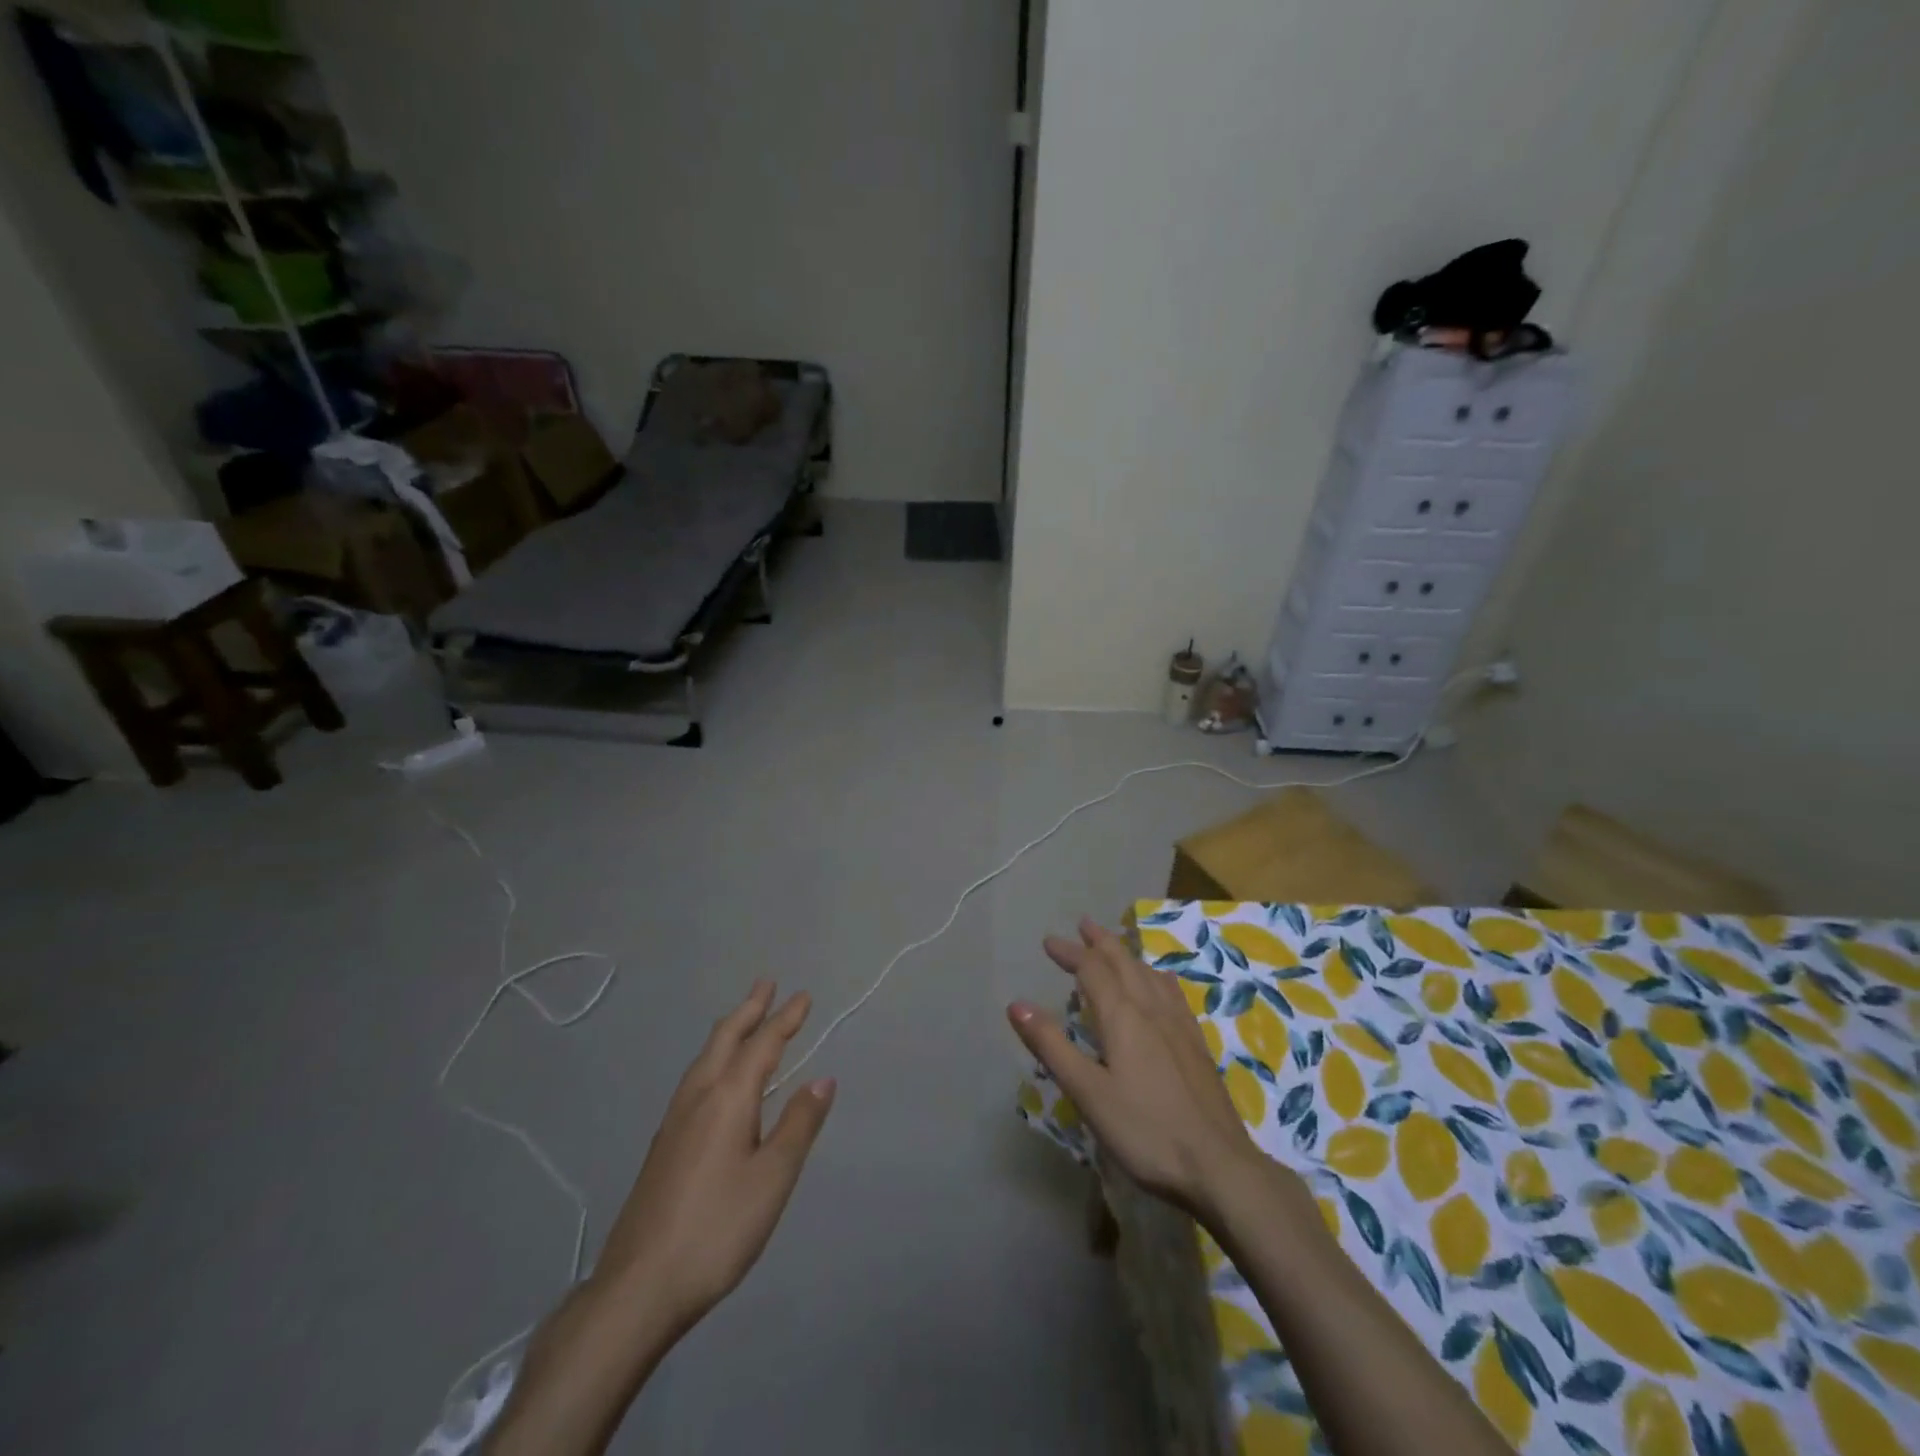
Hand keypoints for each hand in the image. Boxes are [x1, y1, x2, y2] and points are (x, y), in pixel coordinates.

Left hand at [594, 980, 835, 1333]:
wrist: (637, 1287)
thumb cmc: (716, 1229)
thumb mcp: (772, 1179)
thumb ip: (798, 1125)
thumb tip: (823, 1079)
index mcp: (728, 1099)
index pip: (762, 1045)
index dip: (785, 1019)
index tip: (803, 996)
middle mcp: (698, 1097)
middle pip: (725, 1039)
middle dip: (749, 1009)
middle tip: (766, 983)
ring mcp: (674, 1121)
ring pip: (704, 1058)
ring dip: (728, 1031)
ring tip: (741, 1020)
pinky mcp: (663, 1145)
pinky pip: (695, 1079)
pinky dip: (714, 1058)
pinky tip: (714, 1078)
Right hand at [1008, 918, 1263, 1220]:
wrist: (1219, 1166)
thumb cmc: (1145, 1131)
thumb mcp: (1088, 1092)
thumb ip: (1051, 1046)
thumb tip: (1016, 1004)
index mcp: (1123, 1016)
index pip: (1092, 969)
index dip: (1070, 952)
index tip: (1049, 942)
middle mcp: (1152, 1009)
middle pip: (1124, 962)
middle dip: (1100, 941)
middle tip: (1083, 925)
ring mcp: (1179, 1024)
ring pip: (1149, 973)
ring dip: (1126, 954)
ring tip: (1115, 948)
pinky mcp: (1196, 1043)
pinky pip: (1171, 991)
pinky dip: (1154, 975)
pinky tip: (1159, 985)